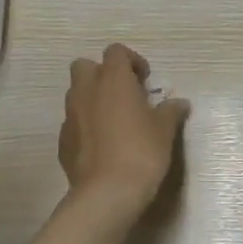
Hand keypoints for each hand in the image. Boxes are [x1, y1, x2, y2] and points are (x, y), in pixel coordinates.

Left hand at [59, 44, 189, 219]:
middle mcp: (87, 91)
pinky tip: (103, 144)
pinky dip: (86, 124)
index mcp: (113, 80)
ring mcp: (70, 116)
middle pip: (85, 66)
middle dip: (103, 74)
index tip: (145, 80)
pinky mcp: (63, 140)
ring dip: (93, 99)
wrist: (107, 192)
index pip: (116, 51)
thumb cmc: (142, 151)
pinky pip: (74, 122)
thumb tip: (179, 103)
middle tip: (125, 94)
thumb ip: (171, 111)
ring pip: (77, 94)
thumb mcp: (165, 130)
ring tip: (115, 120)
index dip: (132, 60)